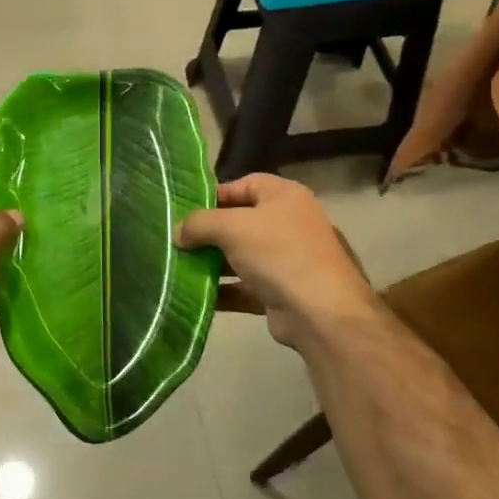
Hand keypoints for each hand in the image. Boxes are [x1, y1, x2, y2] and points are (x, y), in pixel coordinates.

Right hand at [175, 175, 375, 351]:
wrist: (322, 313)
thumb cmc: (278, 253)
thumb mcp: (231, 227)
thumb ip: (199, 224)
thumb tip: (177, 232)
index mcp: (284, 196)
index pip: (243, 184)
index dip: (213, 194)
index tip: (183, 209)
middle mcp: (288, 223)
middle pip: (239, 221)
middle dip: (208, 232)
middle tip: (176, 239)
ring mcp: (286, 259)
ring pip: (240, 255)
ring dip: (211, 262)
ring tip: (178, 266)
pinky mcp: (281, 292)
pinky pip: (245, 286)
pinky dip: (222, 290)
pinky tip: (194, 294)